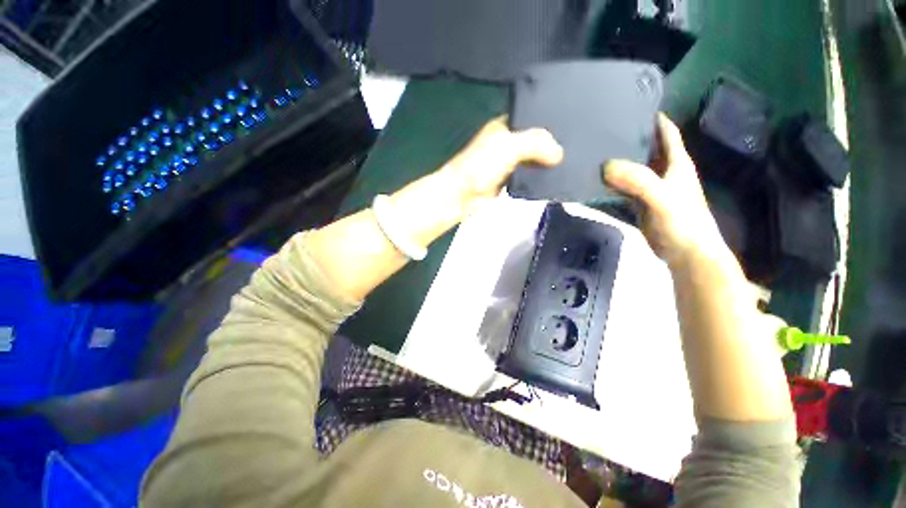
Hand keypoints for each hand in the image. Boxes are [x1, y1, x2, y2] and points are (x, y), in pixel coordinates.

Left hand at [442, 116, 562, 215]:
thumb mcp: (509, 147)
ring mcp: (506, 164)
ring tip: (568, 163)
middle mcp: (505, 143)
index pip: (531, 119)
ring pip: (531, 160)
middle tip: (574, 148)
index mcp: (503, 127)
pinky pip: (527, 177)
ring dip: (544, 164)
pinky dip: (537, 178)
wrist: (463, 195)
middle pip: (532, 142)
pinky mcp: (507, 181)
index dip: (549, 123)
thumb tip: (559, 154)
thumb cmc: (481, 166)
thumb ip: (535, 144)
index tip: (571, 128)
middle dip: (549, 146)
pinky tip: (552, 178)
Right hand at [603, 114, 724, 265]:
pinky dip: (611, 183)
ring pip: (632, 168)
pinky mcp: (640, 203)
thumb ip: (638, 181)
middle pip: (645, 148)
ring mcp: (650, 188)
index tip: (628, 106)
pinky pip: (623, 187)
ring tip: (592, 153)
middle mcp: (663, 171)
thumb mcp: (662, 198)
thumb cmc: (682, 223)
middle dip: (626, 138)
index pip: (665, 132)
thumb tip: (605, 166)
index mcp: (676, 163)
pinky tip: (595, 181)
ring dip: (616, 162)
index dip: (652, 117)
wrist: (685, 253)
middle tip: (599, 131)